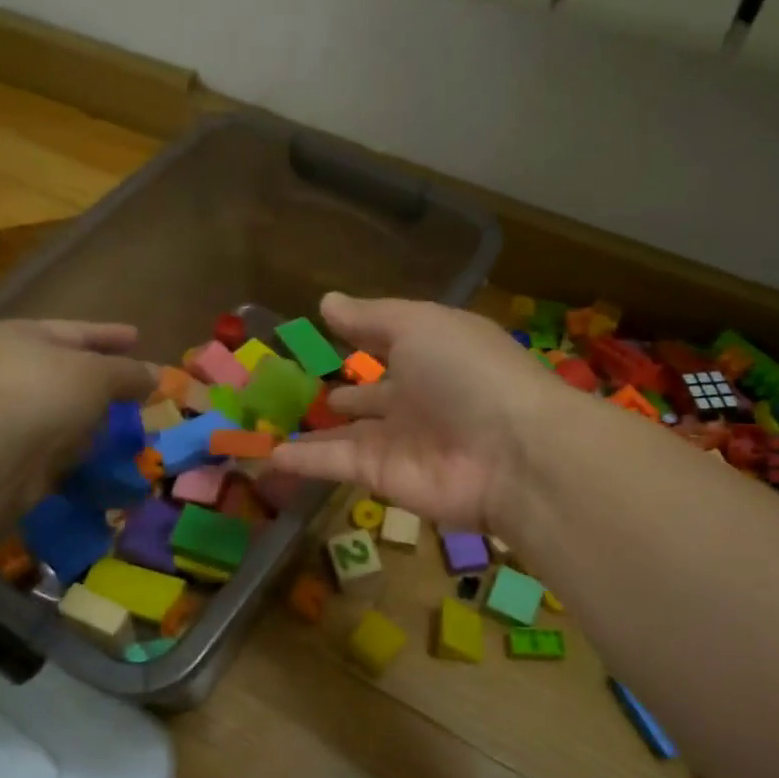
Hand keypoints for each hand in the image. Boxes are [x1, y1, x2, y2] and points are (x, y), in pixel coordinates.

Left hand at [0, 320, 154, 529]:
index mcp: (21, 335)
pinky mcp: (3, 449)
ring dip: (89, 417)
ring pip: (59, 408)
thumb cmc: (44, 394)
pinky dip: (74, 445)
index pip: (76, 330)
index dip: (110, 334)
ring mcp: (0, 410)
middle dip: (101, 380)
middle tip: (134, 387)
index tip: (138, 336)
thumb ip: (130, 372)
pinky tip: (99, 452)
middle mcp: (4, 367)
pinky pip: (51, 441)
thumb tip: (156, 375)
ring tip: (123, 424)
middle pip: (66, 369)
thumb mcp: (98, 375)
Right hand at [267, 293, 559, 535]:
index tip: (321, 332)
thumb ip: (370, 317)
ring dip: (313, 429)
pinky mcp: (382, 476)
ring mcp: (398, 440)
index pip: (389, 344)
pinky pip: (334, 463)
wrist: (511, 454)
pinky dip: (302, 459)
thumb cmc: (467, 371)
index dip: (359, 338)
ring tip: (268, 422)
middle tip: (291, 388)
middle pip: (369, 396)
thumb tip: (326, 301)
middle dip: (339, 393)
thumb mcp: (418, 325)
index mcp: (431, 354)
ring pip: (345, 434)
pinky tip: (267, 453)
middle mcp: (416, 397)